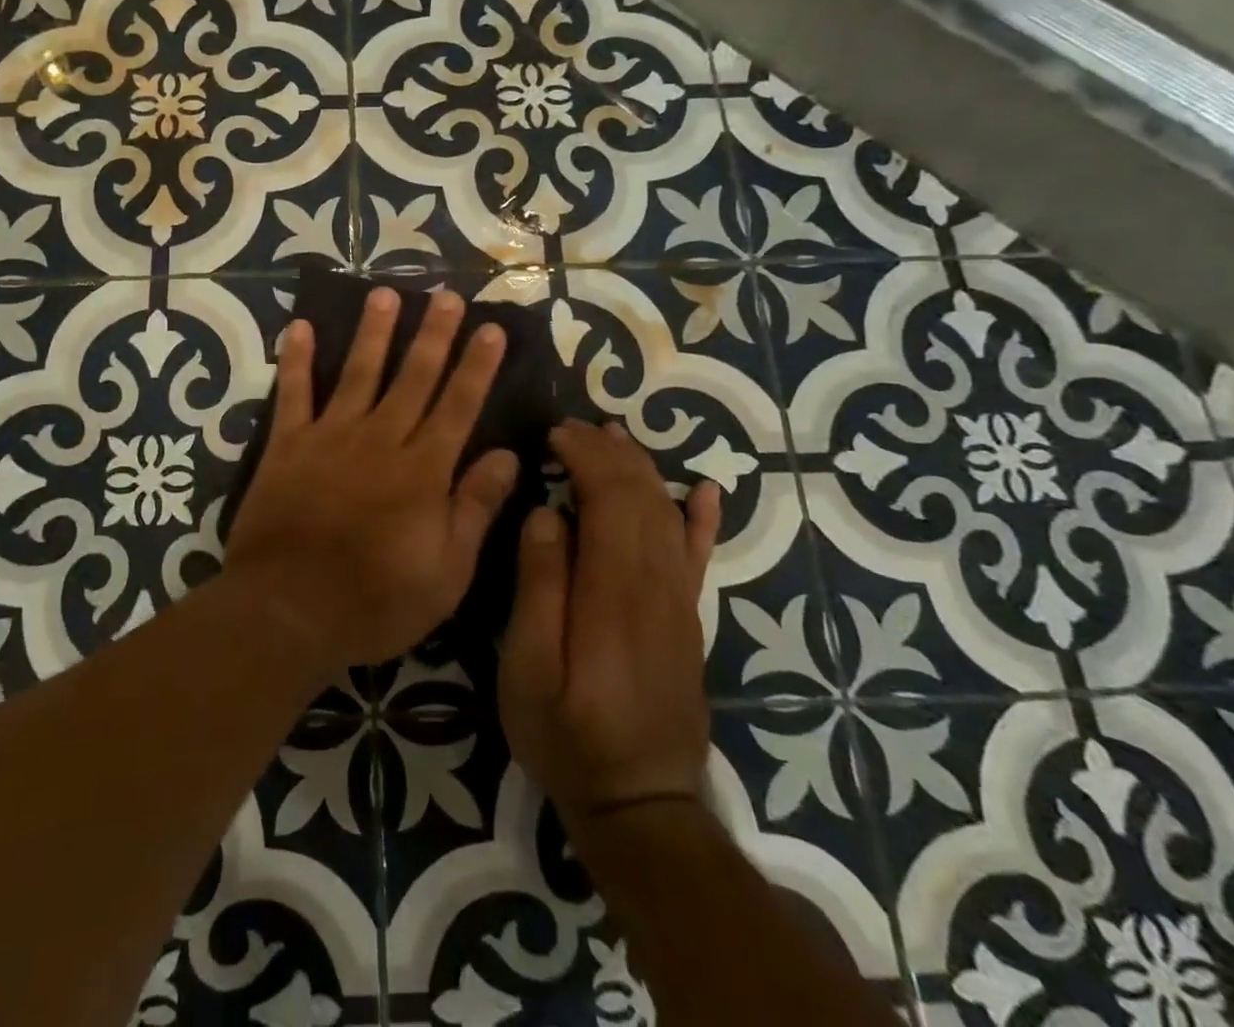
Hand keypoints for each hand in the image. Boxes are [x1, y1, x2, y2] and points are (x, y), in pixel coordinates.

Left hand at [226, 286, 516, 678]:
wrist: (287, 611)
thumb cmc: (375, 602)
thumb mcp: (446, 573)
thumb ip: (476, 508)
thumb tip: (509, 455)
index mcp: (422, 471)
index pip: (458, 406)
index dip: (476, 366)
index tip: (491, 328)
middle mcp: (380, 440)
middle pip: (413, 377)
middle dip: (434, 335)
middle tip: (447, 295)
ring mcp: (330, 437)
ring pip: (358, 373)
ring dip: (373, 332)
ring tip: (385, 294)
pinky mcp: (287, 445)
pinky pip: (293, 393)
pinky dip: (295, 359)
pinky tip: (298, 327)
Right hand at [499, 419, 721, 820]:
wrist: (641, 805)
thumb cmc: (567, 735)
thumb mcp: (529, 669)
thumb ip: (538, 587)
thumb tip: (546, 514)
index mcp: (615, 590)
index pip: (611, 497)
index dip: (586, 456)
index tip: (552, 434)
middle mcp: (657, 584)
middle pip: (642, 496)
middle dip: (608, 451)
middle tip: (569, 427)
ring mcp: (680, 601)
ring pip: (668, 514)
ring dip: (642, 468)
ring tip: (613, 435)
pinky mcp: (688, 619)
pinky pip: (700, 555)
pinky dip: (703, 517)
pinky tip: (705, 489)